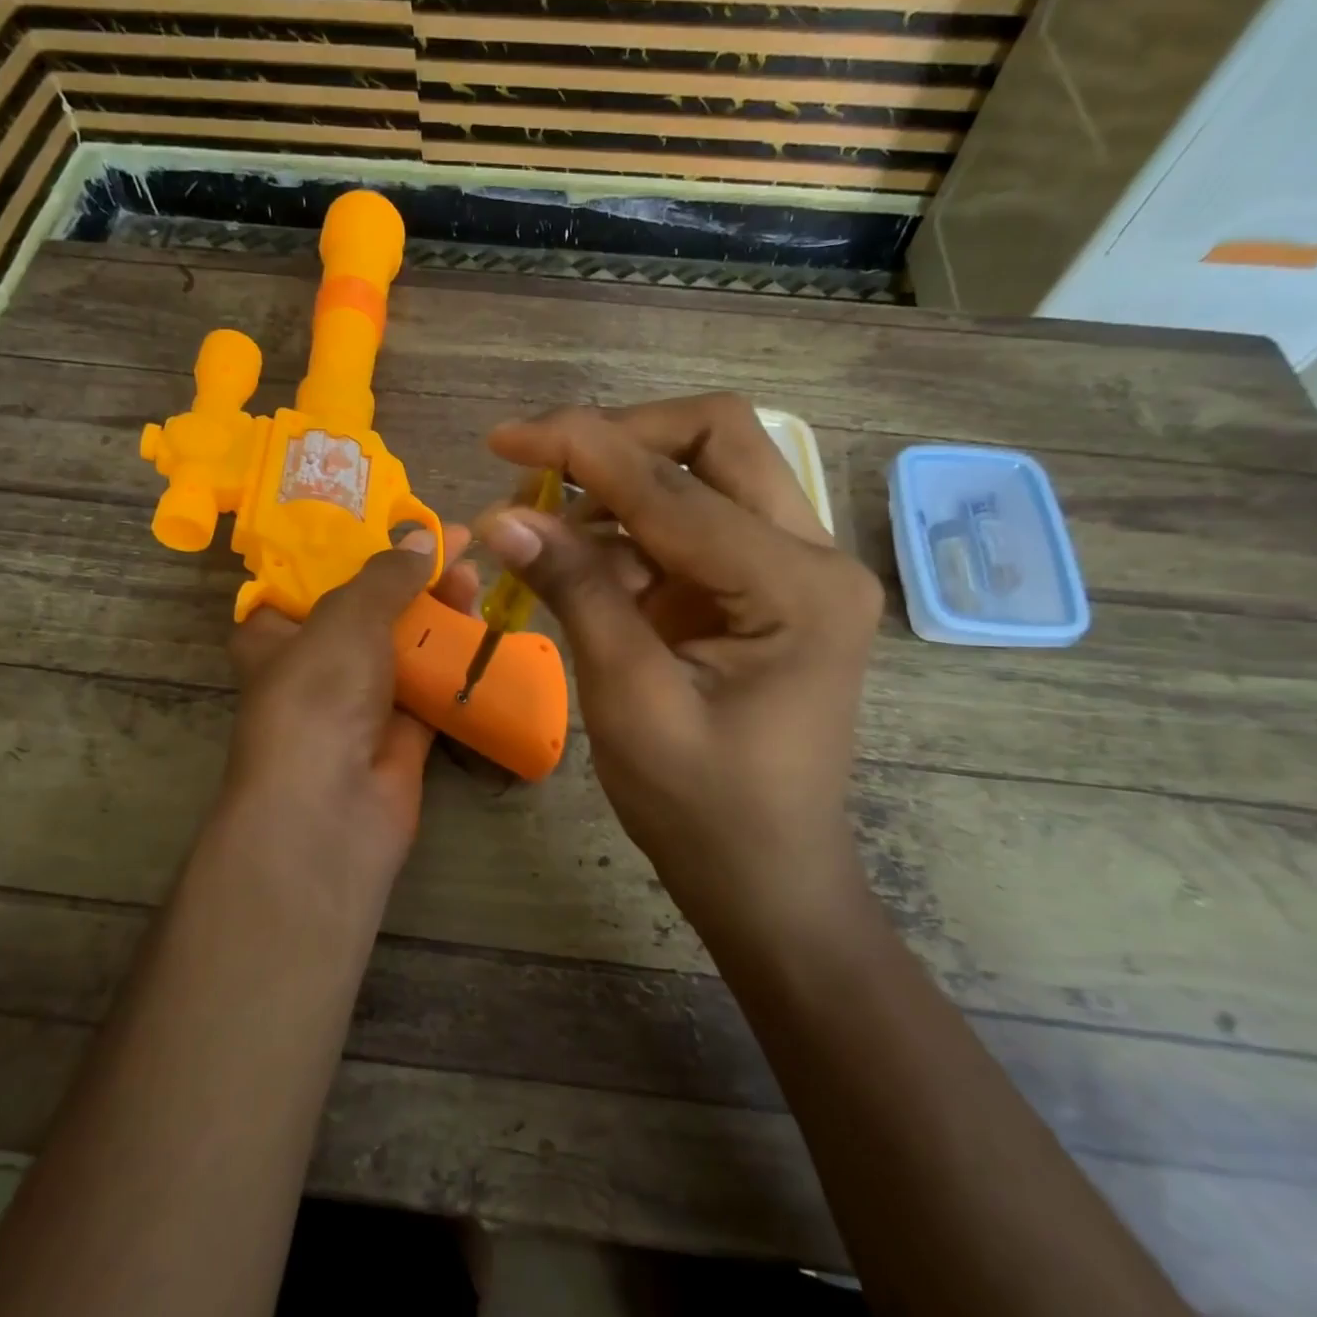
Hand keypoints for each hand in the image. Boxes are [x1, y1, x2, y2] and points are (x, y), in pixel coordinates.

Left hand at [217, 526, 479, 890]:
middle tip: (456, 549)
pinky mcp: (400, 733)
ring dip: (438, 615)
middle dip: (411, 579)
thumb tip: (424, 536)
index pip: (310, 579)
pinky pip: (431, 687)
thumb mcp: (346, 616)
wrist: (332, 806)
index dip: (355, 548)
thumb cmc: (319, 694)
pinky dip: (454, 661)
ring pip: (403, 646)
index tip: (399, 525)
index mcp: (276, 634)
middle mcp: (315, 665)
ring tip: (475, 581)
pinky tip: (482, 630)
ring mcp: (359, 702)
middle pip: (368, 610)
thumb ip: (386, 574)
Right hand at [476, 395, 882, 920]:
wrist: (768, 880)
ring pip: (709, 473)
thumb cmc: (703, 811)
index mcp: (795, 588)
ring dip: (622, 483)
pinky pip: (697, 526)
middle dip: (621, 439)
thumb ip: (576, 593)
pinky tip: (583, 562)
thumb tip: (503, 515)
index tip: (504, 436)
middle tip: (543, 466)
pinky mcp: (766, 590)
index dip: (582, 448)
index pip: (674, 486)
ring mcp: (795, 571)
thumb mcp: (630, 701)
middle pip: (718, 440)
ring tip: (547, 525)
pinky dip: (633, 531)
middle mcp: (813, 558)